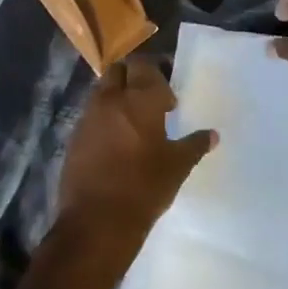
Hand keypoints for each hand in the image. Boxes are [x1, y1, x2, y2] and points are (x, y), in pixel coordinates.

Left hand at [57, 57, 215, 244]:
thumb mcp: (177, 167)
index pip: (145, 65)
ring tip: (132, 121)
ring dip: (116, 96)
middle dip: (133, 77)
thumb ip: (194, 145)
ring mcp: (89, 117)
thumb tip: (213, 134)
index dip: (158, 73)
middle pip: (119, 70)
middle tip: (148, 98)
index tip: (169, 96)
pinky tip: (115, 141)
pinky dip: (103, 118)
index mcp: (139, 99)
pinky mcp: (74, 137)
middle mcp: (111, 99)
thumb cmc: (144, 188)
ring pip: (102, 90)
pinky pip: (90, 115)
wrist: (96, 224)